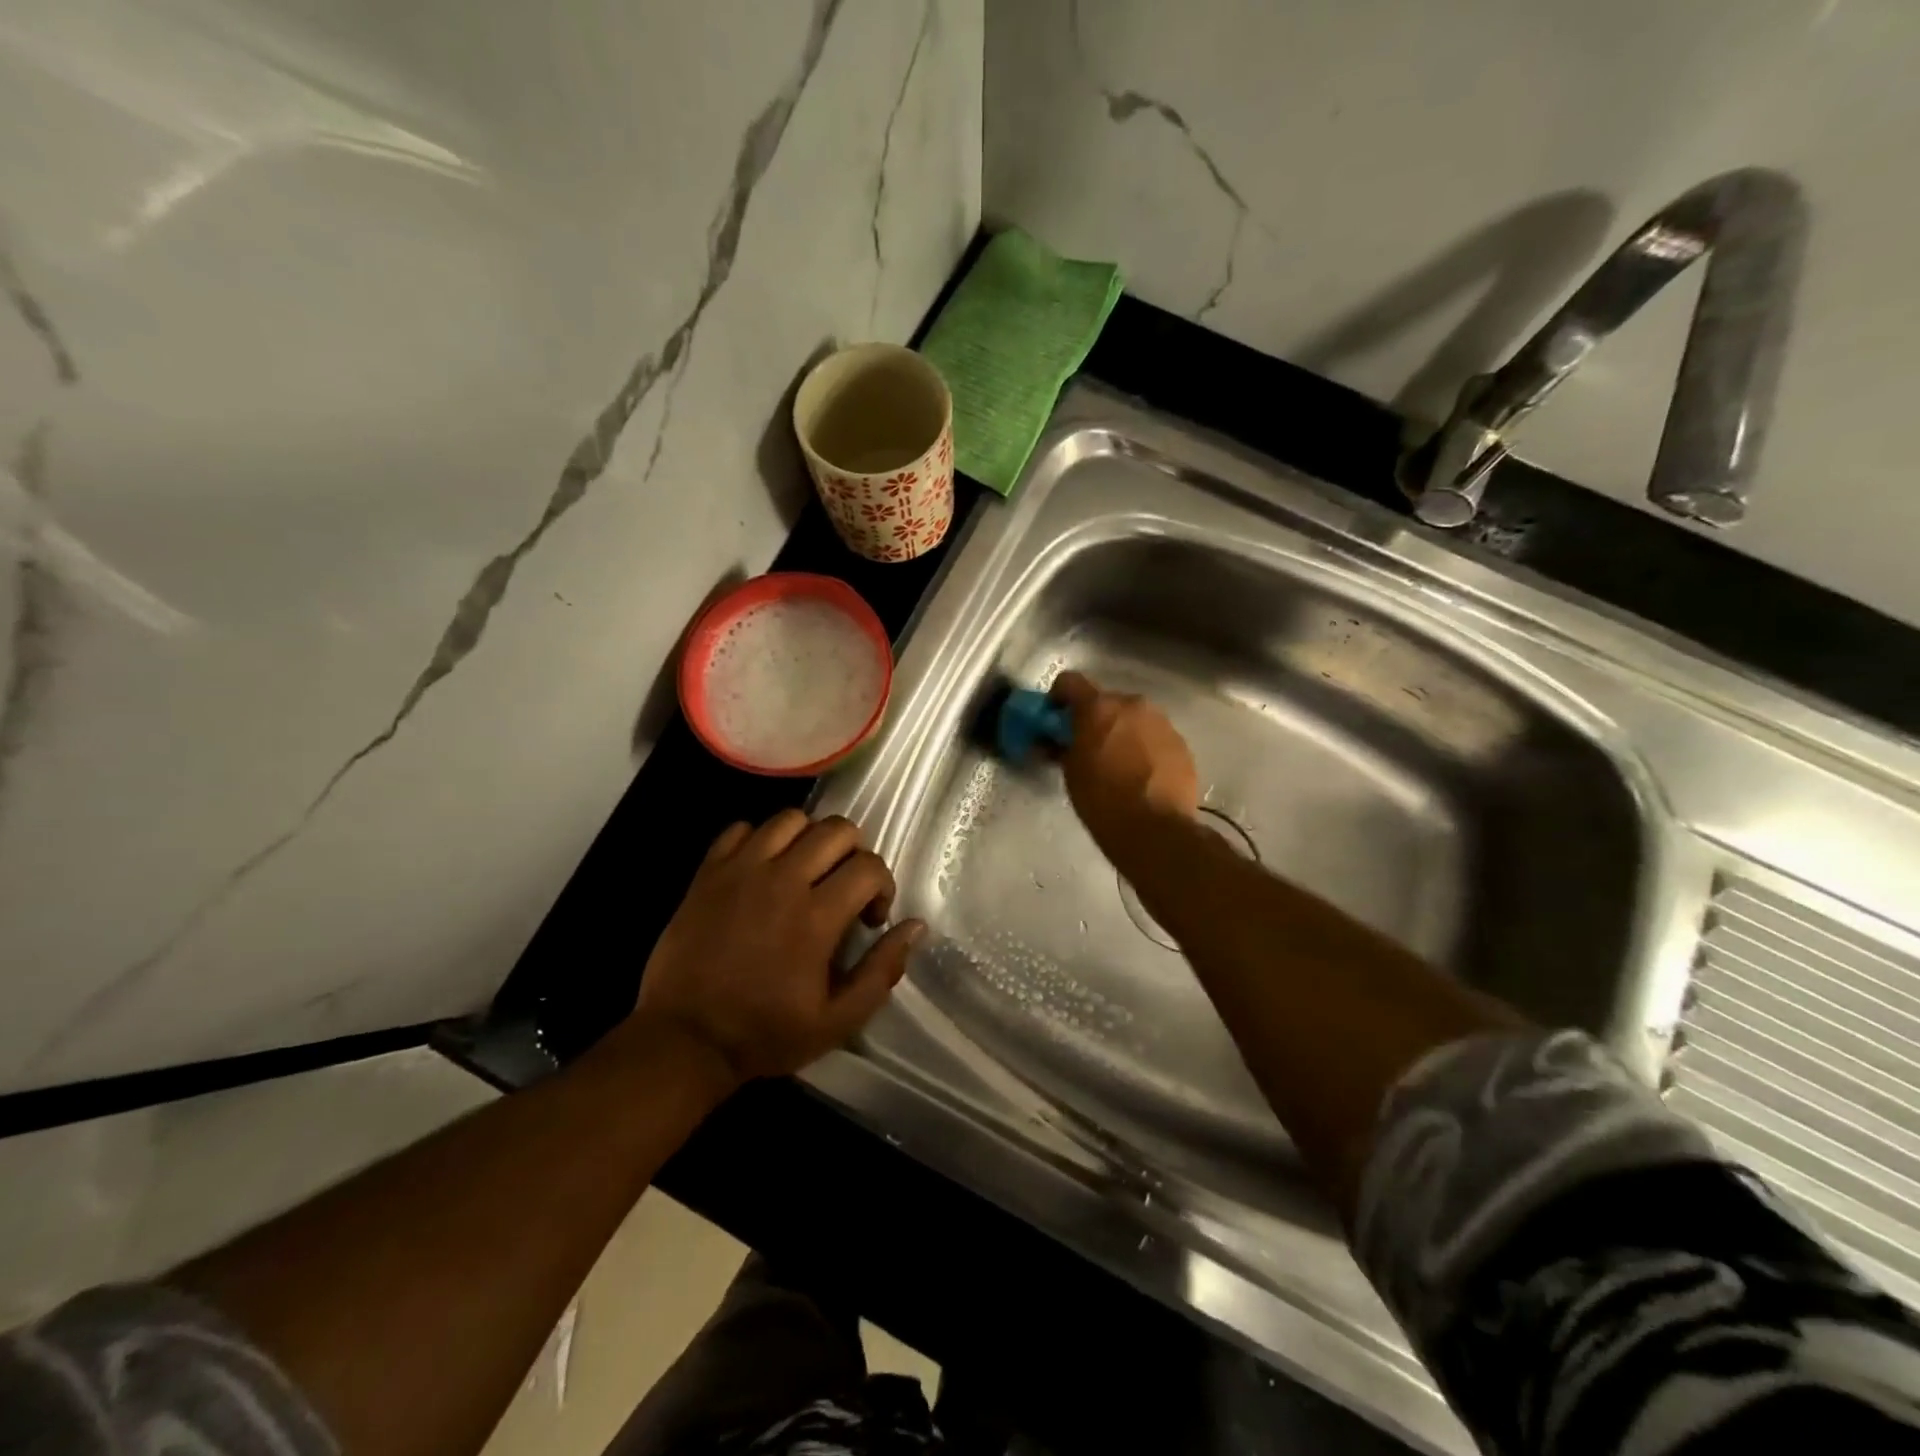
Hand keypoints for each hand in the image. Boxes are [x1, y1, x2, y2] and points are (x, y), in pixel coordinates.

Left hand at [632, 811, 924, 1083]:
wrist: (683, 1041)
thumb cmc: (765, 1033)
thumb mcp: (837, 1020)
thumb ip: (882, 971)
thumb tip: (916, 926)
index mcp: (816, 917)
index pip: (869, 866)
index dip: (883, 886)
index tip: (870, 917)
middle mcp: (782, 881)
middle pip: (836, 828)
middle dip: (854, 852)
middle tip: (843, 886)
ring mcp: (741, 871)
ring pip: (790, 819)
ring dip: (809, 839)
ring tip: (805, 870)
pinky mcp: (708, 873)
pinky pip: (742, 829)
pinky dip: (760, 840)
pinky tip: (763, 869)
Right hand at [1051, 671, 1199, 852]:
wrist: (1155, 830)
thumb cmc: (1102, 800)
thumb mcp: (1071, 773)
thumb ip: (1063, 747)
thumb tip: (1056, 742)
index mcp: (1099, 707)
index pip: (1069, 681)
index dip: (1058, 697)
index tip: (1055, 719)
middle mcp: (1133, 704)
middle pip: (1106, 700)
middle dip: (1094, 718)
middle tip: (1087, 746)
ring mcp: (1162, 722)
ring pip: (1134, 718)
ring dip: (1122, 731)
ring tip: (1118, 763)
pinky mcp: (1182, 744)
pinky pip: (1155, 736)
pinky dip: (1144, 747)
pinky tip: (1141, 775)